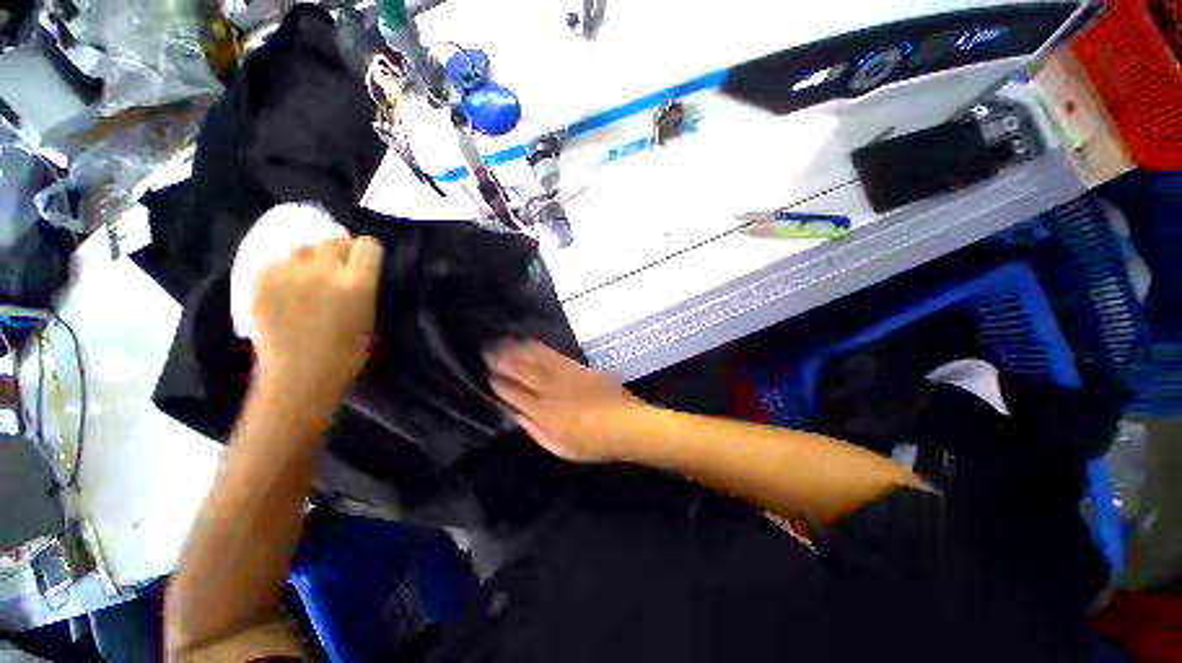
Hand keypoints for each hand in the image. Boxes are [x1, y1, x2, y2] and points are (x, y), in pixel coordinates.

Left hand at [251, 236, 382, 395]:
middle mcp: (323, 270)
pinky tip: (285, 285)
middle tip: (335, 270)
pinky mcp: (260, 278)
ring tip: (306, 277)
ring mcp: (287, 272)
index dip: (366, 253)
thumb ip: (365, 287)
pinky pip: (276, 259)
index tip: (363, 263)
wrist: (299, 374)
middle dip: (338, 251)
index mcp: (357, 283)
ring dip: (309, 257)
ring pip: (303, 246)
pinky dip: (283, 268)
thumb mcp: (369, 316)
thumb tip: (358, 269)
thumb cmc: (346, 351)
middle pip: (334, 239)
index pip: (367, 245)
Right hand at [485, 340, 649, 461]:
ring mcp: (563, 378)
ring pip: (534, 362)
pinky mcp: (577, 368)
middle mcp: (549, 393)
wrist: (625, 426)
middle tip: (488, 353)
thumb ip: (537, 431)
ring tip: (503, 344)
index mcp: (542, 415)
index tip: (490, 377)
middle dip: (503, 363)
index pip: (513, 397)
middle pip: (521, 375)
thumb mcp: (561, 448)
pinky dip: (538, 348)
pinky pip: (553, 356)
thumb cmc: (593, 443)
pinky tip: (529, 342)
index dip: (500, 386)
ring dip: (516, 352)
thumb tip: (519, 417)